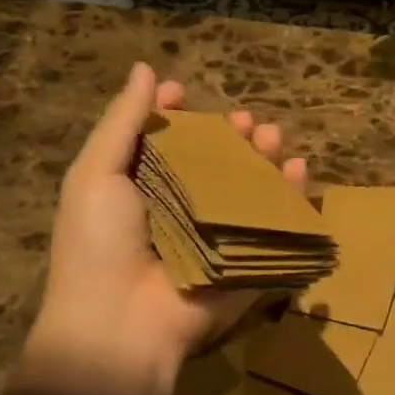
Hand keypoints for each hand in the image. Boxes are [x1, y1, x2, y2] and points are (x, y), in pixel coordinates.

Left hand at [23, 63, 307, 394]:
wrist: (120, 325)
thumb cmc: (99, 244)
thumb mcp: (96, 174)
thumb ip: (121, 121)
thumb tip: (145, 69)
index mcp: (139, 190)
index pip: (163, 143)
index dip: (173, 116)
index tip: (182, 92)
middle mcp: (180, 211)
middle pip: (213, 163)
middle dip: (231, 137)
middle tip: (246, 122)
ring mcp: (217, 238)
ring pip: (249, 190)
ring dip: (264, 160)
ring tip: (273, 138)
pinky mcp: (247, 261)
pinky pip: (274, 225)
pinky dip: (291, 197)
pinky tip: (298, 171)